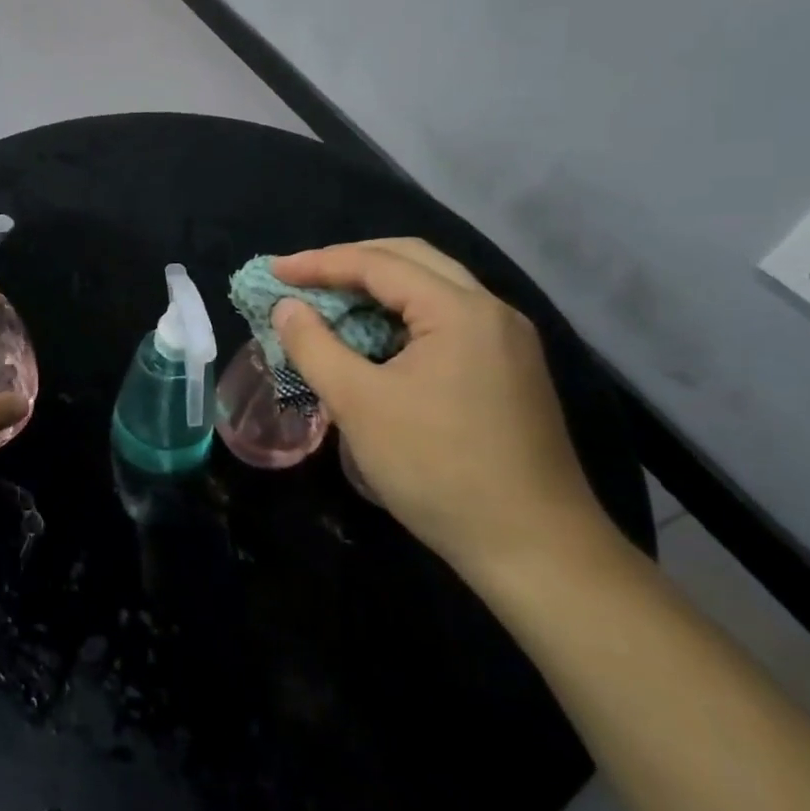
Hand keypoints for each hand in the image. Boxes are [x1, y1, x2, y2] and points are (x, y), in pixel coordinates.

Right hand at [271, 239, 614, 582]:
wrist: (537, 551)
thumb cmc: (439, 469)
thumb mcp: (359, 404)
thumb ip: (314, 346)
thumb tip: (286, 308)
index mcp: (459, 310)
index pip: (378, 263)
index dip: (319, 263)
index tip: (273, 271)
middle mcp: (491, 311)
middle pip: (411, 259)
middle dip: (350, 262)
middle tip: (302, 278)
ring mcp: (508, 341)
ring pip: (433, 288)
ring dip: (378, 287)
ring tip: (331, 302)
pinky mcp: (510, 370)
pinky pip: (447, 319)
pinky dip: (402, 315)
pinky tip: (375, 338)